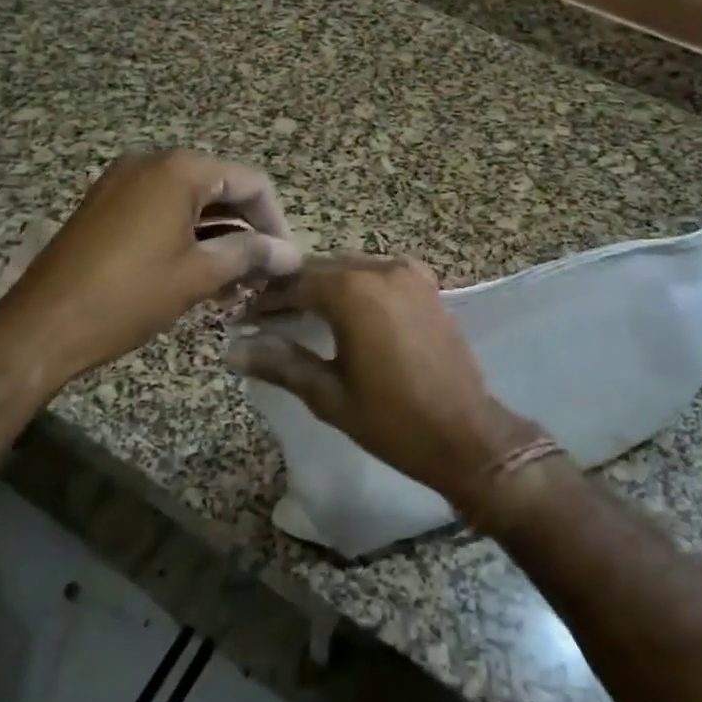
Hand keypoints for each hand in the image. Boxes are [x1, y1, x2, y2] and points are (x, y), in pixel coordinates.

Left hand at [0, 150, 301, 392]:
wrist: (41, 325)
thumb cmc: (128, 296)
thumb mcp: (198, 275)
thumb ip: (251, 255)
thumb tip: (292, 254)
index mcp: (180, 170)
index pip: (250, 182)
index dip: (275, 220)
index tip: (285, 259)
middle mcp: (152, 162)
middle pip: (221, 187)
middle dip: (246, 229)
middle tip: (262, 274)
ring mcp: (123, 181)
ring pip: (191, 201)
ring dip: (218, 235)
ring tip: (235, 281)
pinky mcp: (105, 204)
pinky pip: (161, 209)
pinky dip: (186, 234)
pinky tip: (198, 272)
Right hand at [232, 254, 543, 514]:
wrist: (467, 435)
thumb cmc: (394, 421)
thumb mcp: (330, 395)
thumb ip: (282, 363)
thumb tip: (234, 349)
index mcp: (352, 292)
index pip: (294, 283)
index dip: (266, 300)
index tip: (244, 319)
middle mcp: (380, 270)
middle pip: (323, 268)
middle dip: (293, 288)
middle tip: (267, 317)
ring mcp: (409, 273)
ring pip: (351, 266)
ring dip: (325, 284)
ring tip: (301, 313)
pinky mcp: (427, 285)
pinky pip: (380, 272)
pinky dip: (357, 283)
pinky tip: (347, 309)